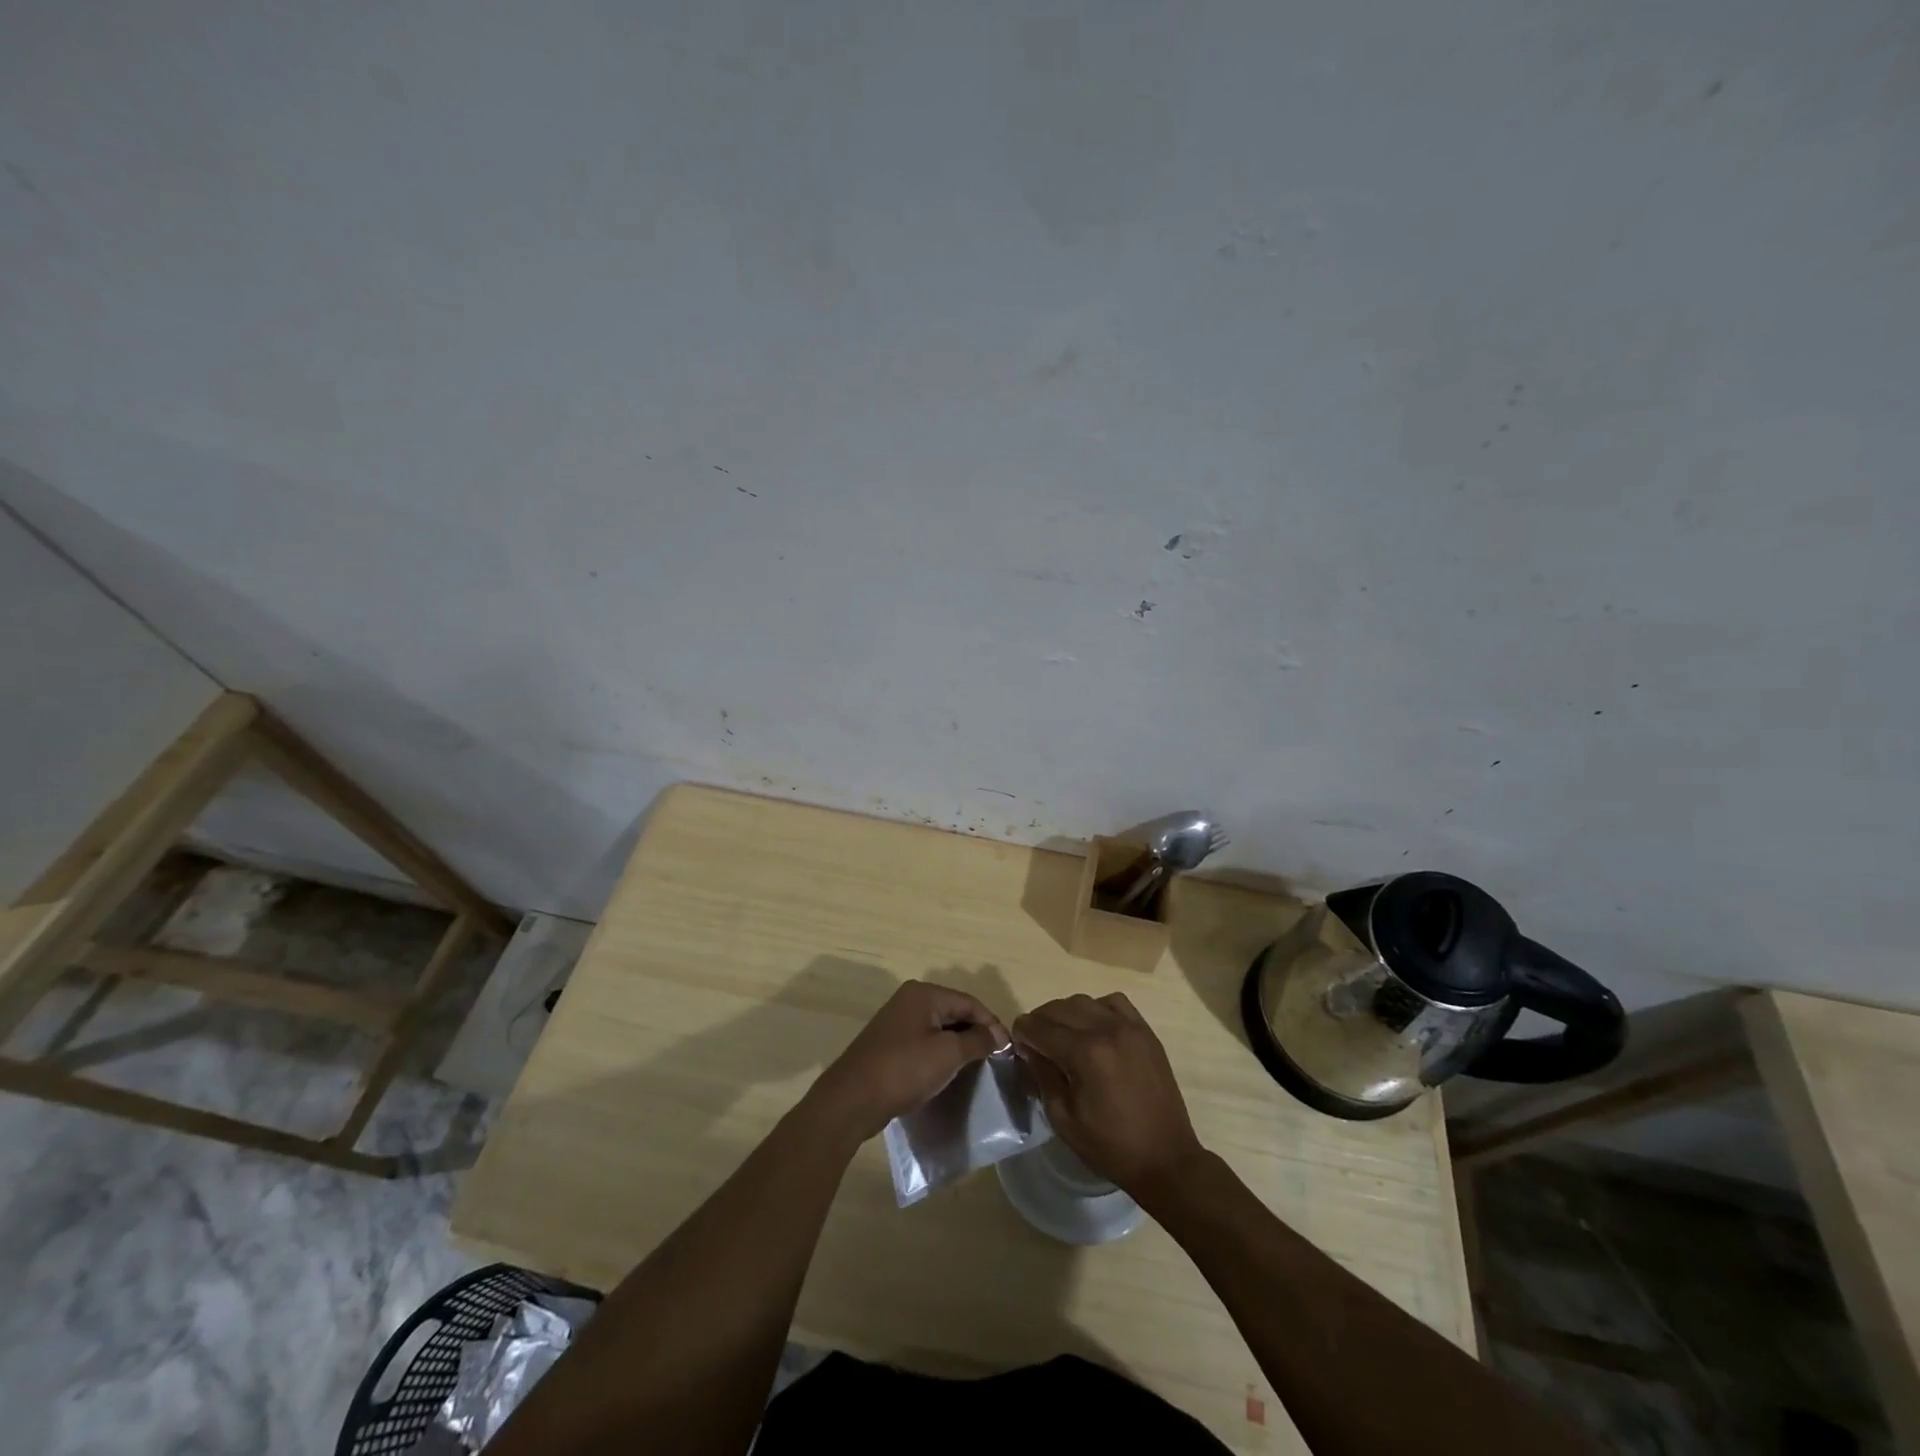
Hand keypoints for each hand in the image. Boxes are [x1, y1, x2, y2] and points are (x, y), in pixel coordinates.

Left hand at [808, 980, 1007, 1143]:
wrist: (853, 1099)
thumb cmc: (904, 1070)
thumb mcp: (948, 1054)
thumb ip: (976, 1040)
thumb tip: (998, 1035)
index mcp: (924, 993)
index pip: (969, 1002)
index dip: (991, 1023)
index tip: (1008, 1049)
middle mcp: (910, 1000)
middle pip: (954, 1011)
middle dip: (976, 1033)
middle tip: (995, 1058)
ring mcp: (897, 1021)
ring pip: (939, 1028)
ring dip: (959, 1044)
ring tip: (977, 1066)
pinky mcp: (890, 1043)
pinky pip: (925, 1041)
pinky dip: (941, 1053)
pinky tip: (949, 1071)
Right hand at [1012, 993, 1207, 1204]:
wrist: (1166, 1158)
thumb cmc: (1110, 1146)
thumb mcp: (1063, 1118)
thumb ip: (1043, 1075)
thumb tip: (1029, 1049)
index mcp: (1085, 1053)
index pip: (1040, 1027)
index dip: (1022, 1032)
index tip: (1017, 1043)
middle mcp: (1107, 1029)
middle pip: (1060, 1008)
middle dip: (1041, 1021)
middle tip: (1035, 1041)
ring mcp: (1130, 1026)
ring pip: (1085, 1001)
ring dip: (1066, 1013)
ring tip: (1063, 1035)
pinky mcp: (1145, 1031)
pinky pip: (1114, 1003)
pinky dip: (1097, 1008)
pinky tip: (1094, 1029)